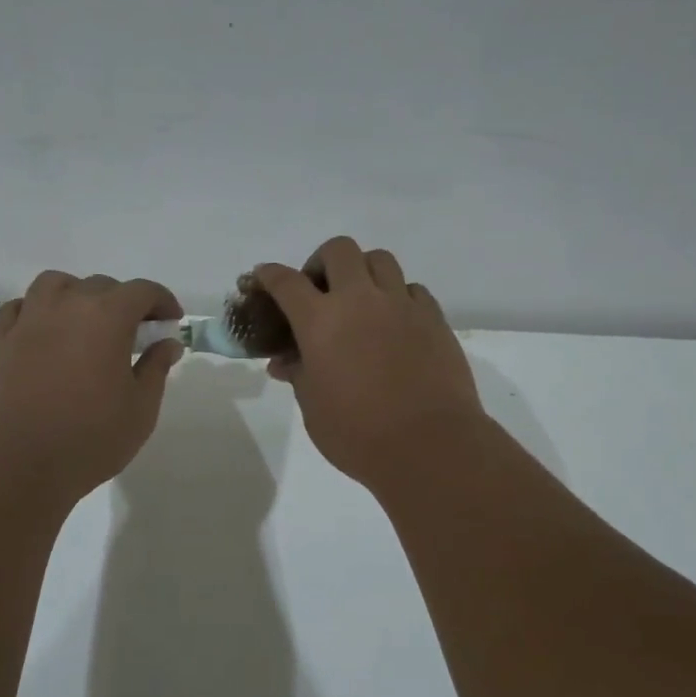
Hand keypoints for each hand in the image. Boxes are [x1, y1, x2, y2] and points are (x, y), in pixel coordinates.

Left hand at [0, 271, 184, 501]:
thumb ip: (155, 368)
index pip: (142, 291)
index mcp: (106, 317)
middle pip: (100, 285)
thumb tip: (167, 343)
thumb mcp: (141, 409)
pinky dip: (37, 310)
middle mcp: (66, 306)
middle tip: (135, 334)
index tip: (171, 322)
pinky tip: (45, 332)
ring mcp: (28, 321)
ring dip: (77, 295)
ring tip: (86, 323)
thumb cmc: (89, 439)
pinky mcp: (0, 342)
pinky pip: (20, 308)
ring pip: (55, 285)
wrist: (17, 464)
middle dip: (124, 302)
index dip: (162, 301)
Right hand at [255, 238, 484, 491]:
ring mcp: (401, 305)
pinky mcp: (434, 318)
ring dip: (362, 272)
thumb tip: (285, 362)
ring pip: (379, 260)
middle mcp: (360, 300)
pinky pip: (411, 289)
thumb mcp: (314, 408)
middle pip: (338, 250)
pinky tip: (394, 323)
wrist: (430, 446)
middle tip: (318, 290)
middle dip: (321, 262)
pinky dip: (396, 296)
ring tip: (359, 301)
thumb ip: (299, 375)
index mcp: (321, 321)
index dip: (269, 275)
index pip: (286, 282)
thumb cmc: (358, 434)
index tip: (261, 276)